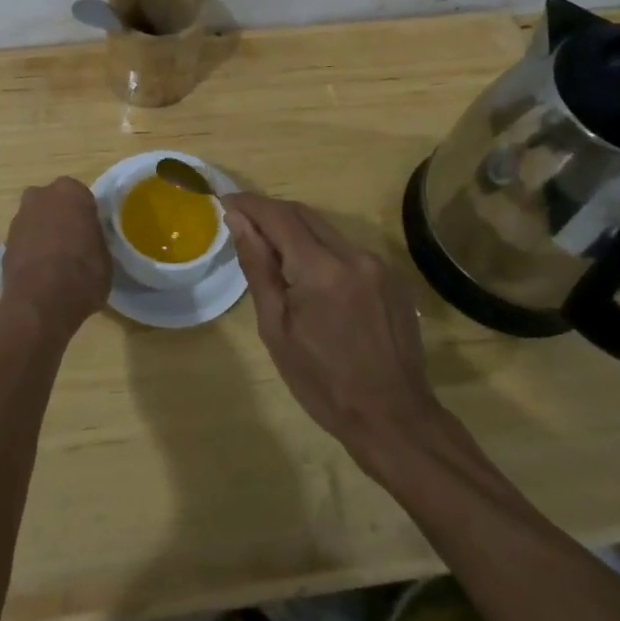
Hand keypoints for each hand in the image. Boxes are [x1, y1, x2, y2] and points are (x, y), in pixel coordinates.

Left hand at [0, 177, 111, 339]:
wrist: (41, 303)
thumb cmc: (83, 273)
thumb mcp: (105, 255)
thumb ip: (95, 238)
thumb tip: (89, 241)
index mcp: (70, 191)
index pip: (82, 196)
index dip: (87, 215)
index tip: (92, 233)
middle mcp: (41, 196)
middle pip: (54, 203)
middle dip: (61, 218)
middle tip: (74, 243)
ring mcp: (19, 219)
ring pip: (36, 221)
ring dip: (44, 234)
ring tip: (57, 262)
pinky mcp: (5, 243)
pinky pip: (24, 242)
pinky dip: (31, 252)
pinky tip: (42, 273)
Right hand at [225, 193, 470, 475]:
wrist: (394, 419)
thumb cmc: (323, 382)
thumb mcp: (276, 329)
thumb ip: (258, 267)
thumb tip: (238, 220)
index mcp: (321, 268)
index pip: (278, 215)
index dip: (249, 203)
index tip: (225, 201)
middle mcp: (353, 254)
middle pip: (304, 214)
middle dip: (270, 213)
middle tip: (242, 223)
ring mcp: (377, 264)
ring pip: (326, 230)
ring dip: (296, 232)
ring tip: (272, 253)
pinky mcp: (392, 277)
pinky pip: (347, 250)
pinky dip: (321, 251)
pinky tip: (310, 277)